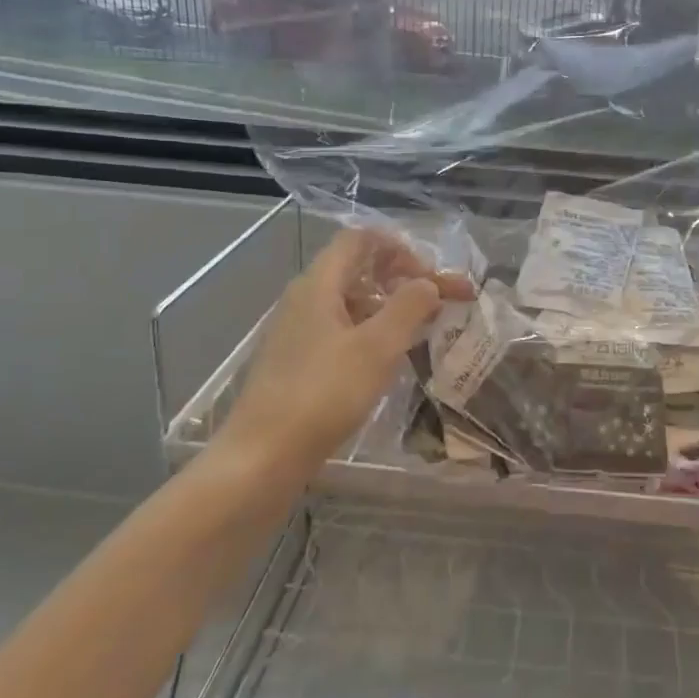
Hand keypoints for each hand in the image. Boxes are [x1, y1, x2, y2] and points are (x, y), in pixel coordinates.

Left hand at [211, 229, 472, 476]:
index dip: (399, 248)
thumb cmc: (323, 394)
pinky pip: (339, 331)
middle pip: (357, 269)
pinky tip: (387, 361)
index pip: (360, 239)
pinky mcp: (296, 362)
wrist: (262, 457)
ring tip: (420, 332)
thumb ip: (408, 306)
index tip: (429, 276)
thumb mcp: (377, 347)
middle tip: (436, 302)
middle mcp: (304, 299)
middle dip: (401, 279)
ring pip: (350, 302)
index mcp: (319, 284)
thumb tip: (427, 284)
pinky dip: (369, 333)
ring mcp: (296, 332)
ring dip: (388, 308)